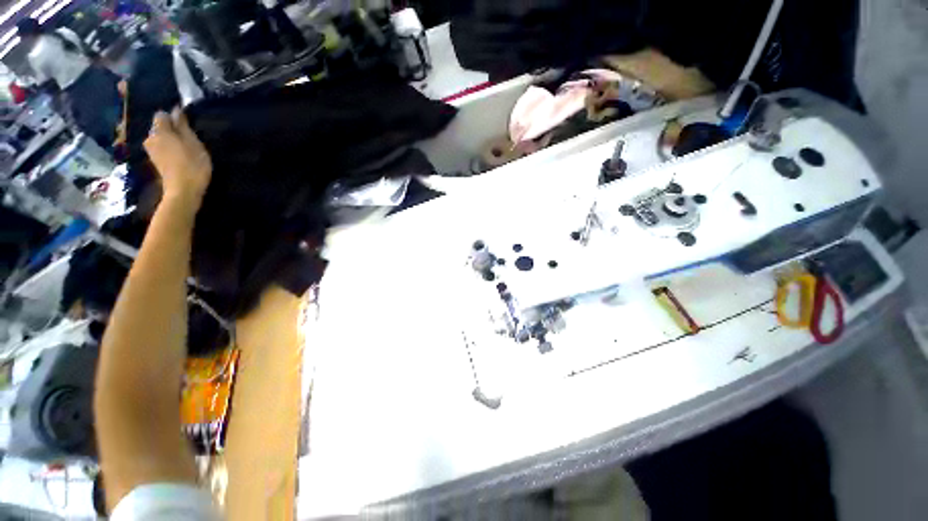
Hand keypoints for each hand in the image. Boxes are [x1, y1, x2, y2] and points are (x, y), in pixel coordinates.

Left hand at [143, 107, 211, 209]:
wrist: (183, 191)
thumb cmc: (192, 165)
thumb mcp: (193, 143)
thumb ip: (183, 126)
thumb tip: (176, 111)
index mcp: (159, 131)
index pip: (162, 115)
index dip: (173, 117)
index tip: (186, 124)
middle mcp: (151, 138)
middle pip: (160, 127)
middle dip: (171, 129)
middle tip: (188, 138)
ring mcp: (151, 151)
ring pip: (160, 139)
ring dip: (170, 140)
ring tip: (185, 148)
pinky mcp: (155, 162)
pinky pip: (161, 149)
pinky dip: (169, 150)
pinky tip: (179, 157)